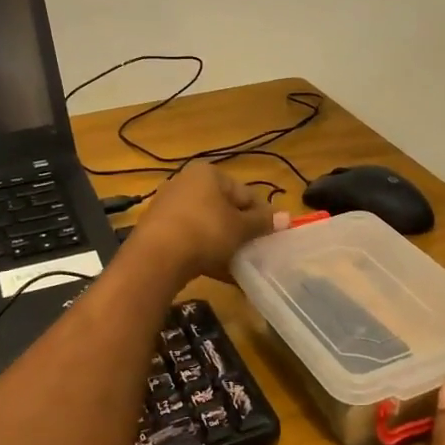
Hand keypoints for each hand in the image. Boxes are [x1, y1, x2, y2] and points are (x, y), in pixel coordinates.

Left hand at [125, 162, 284, 285]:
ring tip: (237, 265)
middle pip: (224, 209)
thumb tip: (287, 218)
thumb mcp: (240, 228)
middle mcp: (186, 182)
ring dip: (224, 244)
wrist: (156, 258)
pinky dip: (204, 252)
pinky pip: (190, 239)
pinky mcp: (158, 229)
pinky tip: (216, 271)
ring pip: (207, 225)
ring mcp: (169, 206)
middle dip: (240, 231)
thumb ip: (262, 222)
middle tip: (253, 252)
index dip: (260, 215)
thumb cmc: (206, 232)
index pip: (244, 193)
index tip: (269, 237)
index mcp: (208, 174)